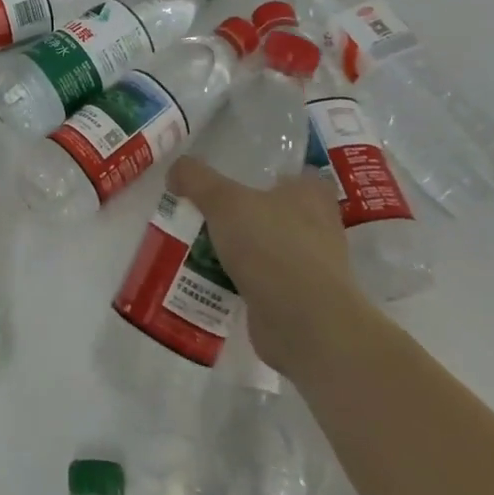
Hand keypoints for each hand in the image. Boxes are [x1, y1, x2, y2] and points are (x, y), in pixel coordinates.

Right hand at [168, 156, 373, 382]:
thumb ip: (196, 178)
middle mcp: (317, 227)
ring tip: (196, 242)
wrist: (304, 323)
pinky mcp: (296, 300)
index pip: (292, 172)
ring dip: (238, 248)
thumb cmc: (271, 246)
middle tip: (204, 208)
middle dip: (242, 212)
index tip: (234, 173)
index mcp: (311, 194)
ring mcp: (309, 267)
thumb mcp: (223, 201)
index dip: (265, 171)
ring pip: (265, 246)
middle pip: (273, 210)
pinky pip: (260, 280)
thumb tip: (176, 171)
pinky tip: (208, 278)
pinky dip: (238, 279)